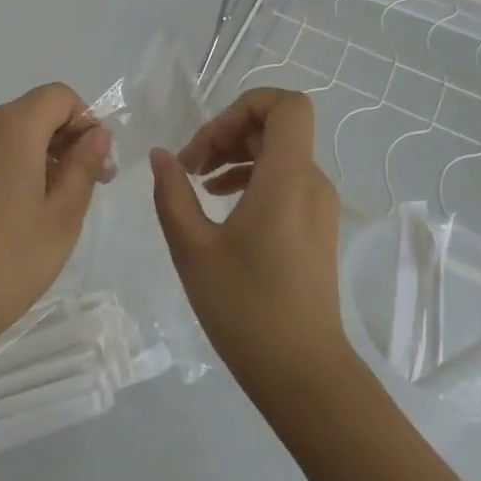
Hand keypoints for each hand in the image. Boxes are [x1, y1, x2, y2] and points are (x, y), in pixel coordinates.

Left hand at [0, 83, 112, 388]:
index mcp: (10, 127)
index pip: (58, 96)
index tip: (94, 168)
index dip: (85, 122)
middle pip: (29, 113)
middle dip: (60, 143)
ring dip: (28, 159)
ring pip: (1, 135)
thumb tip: (96, 134)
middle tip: (75, 196)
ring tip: (35, 215)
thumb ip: (83, 167)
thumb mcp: (61, 220)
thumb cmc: (3, 265)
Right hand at [150, 89, 354, 405]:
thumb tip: (161, 155)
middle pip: (276, 125)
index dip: (244, 105)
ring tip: (198, 182)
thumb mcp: (193, 249)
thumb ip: (173, 193)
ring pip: (279, 150)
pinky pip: (284, 177)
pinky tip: (220, 202)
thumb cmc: (245, 310)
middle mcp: (311, 182)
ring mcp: (318, 205)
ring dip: (236, 153)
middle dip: (228, 131)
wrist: (303, 375)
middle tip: (190, 164)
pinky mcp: (316, 226)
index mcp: (287, 179)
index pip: (286, 105)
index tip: (207, 140)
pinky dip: (251, 176)